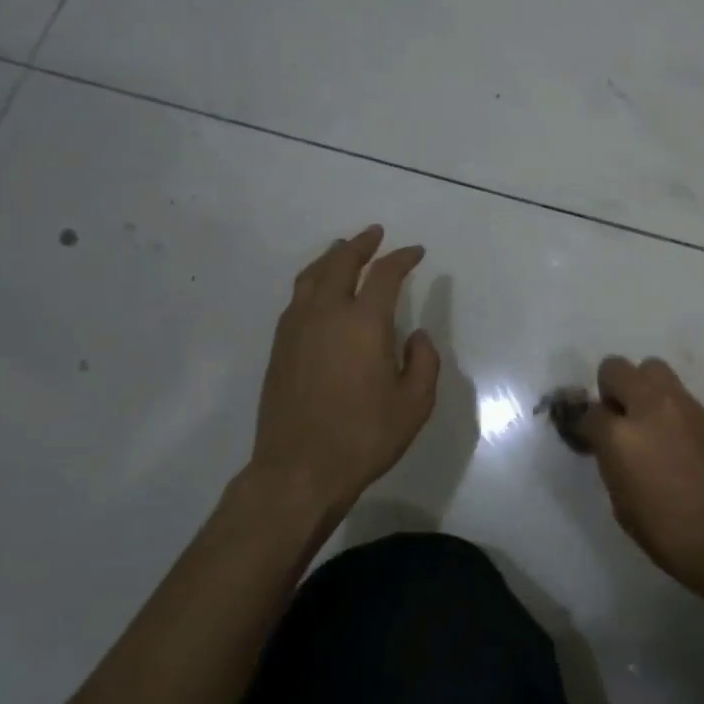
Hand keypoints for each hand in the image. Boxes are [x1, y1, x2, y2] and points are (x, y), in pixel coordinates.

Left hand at [239, 226, 439, 520]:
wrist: (299, 469)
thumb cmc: (364, 436)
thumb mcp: (415, 404)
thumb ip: (424, 362)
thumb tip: (416, 336)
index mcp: (363, 323)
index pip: (385, 275)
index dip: (402, 258)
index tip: (416, 252)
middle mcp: (326, 314)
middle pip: (341, 263)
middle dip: (361, 244)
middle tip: (375, 233)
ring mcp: (296, 329)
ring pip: (311, 277)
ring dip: (331, 258)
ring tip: (342, 250)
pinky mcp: (279, 347)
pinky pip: (297, 299)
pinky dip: (312, 282)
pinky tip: (318, 291)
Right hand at [578, 356, 703, 593]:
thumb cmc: (670, 534)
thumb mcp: (623, 505)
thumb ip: (613, 464)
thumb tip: (613, 449)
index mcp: (619, 436)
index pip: (588, 412)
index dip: (584, 425)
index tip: (589, 438)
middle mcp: (649, 408)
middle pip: (616, 368)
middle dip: (610, 388)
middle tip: (618, 417)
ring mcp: (683, 406)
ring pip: (653, 368)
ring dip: (643, 387)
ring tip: (648, 420)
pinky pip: (681, 395)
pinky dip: (671, 408)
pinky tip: (678, 439)